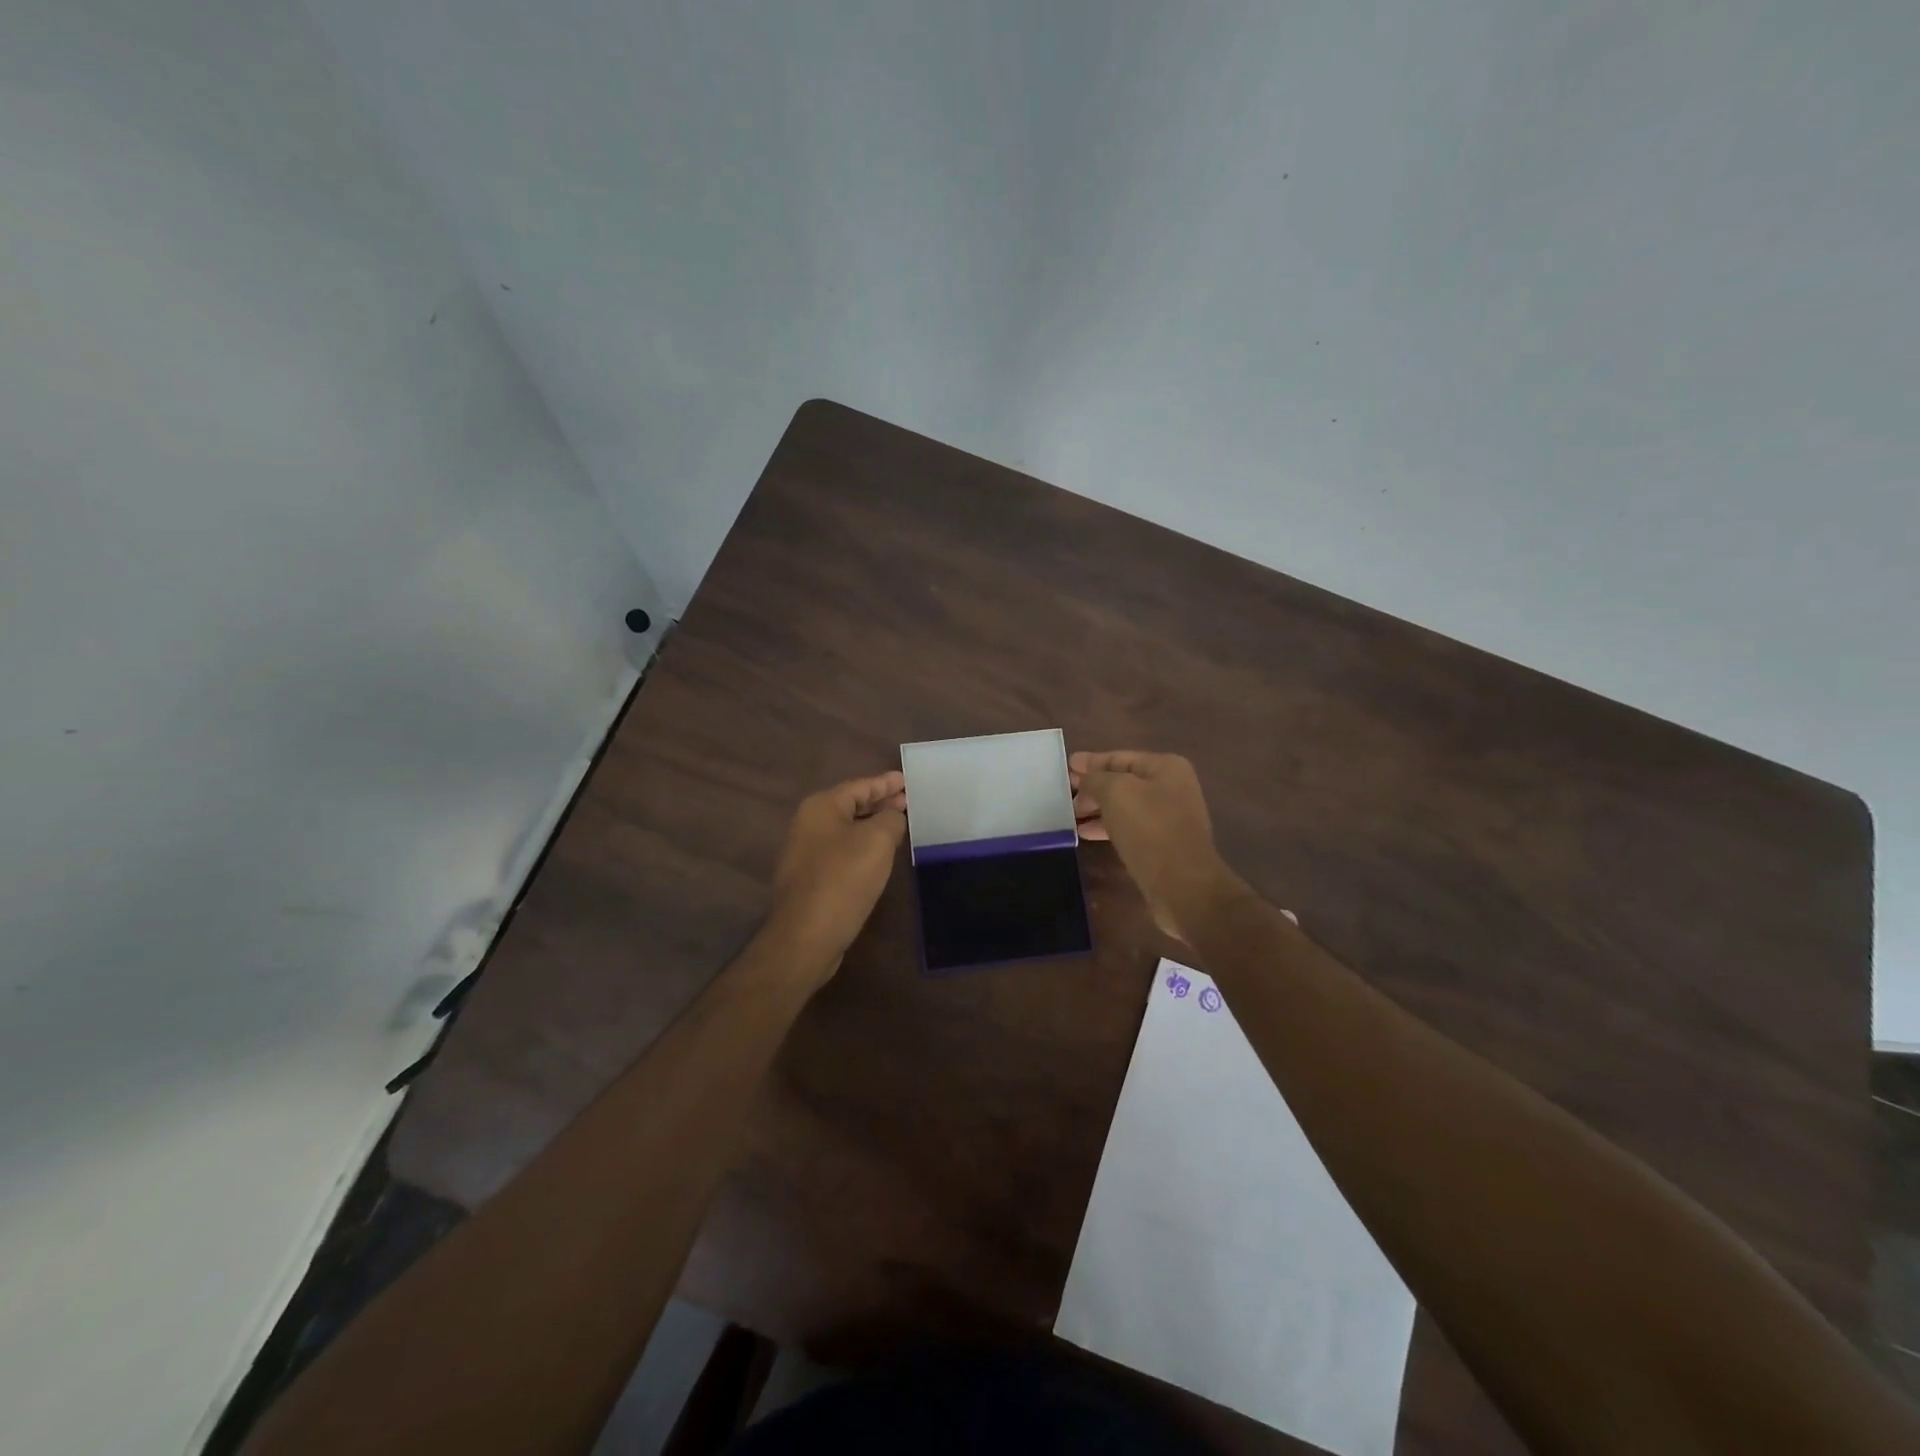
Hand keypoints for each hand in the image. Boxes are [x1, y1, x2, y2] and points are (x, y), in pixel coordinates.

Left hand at [767, 771, 907, 980]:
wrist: (805, 936)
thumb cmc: (843, 880)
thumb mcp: (877, 841)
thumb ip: (890, 819)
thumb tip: (892, 817)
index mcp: (821, 807)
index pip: (860, 786)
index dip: (886, 782)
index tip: (907, 781)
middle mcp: (808, 824)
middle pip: (851, 805)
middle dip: (880, 802)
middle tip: (907, 802)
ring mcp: (805, 852)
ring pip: (846, 829)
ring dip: (871, 826)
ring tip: (898, 826)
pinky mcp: (809, 878)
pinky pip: (841, 851)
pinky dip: (862, 847)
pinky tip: (878, 856)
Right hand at [1070, 750, 1243, 940]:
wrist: (1182, 884)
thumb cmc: (1149, 828)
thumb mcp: (1116, 792)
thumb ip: (1095, 779)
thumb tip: (1084, 780)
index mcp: (1166, 767)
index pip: (1119, 757)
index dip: (1091, 761)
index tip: (1066, 766)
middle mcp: (1171, 788)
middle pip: (1122, 781)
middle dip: (1092, 787)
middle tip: (1063, 793)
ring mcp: (1168, 818)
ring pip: (1124, 807)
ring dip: (1096, 809)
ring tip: (1069, 815)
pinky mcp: (1162, 845)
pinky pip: (1128, 828)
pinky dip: (1106, 827)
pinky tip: (1085, 833)